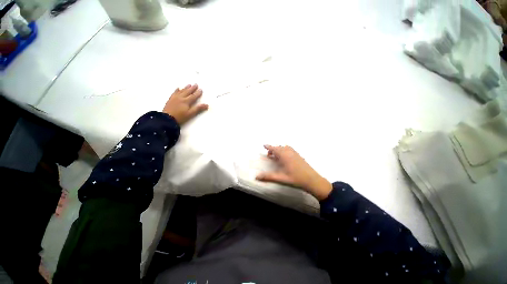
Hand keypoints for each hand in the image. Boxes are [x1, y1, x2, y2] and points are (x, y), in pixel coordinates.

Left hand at [163, 84, 208, 124]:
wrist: (167, 119)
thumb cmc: (181, 117)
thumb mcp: (191, 114)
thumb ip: (198, 109)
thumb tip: (207, 105)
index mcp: (186, 101)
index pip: (193, 96)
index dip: (198, 93)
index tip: (201, 89)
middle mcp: (181, 98)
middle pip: (187, 92)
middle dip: (192, 88)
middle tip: (196, 84)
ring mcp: (175, 98)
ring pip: (181, 91)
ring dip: (186, 88)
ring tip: (189, 84)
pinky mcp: (170, 99)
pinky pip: (174, 93)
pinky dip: (177, 90)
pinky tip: (178, 88)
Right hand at [256, 145, 332, 200]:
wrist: (312, 180)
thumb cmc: (296, 179)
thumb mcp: (281, 178)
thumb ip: (268, 177)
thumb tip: (256, 177)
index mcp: (284, 156)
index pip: (274, 149)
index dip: (269, 147)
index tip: (264, 145)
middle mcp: (289, 152)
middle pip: (279, 147)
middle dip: (273, 149)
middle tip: (269, 155)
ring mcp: (295, 153)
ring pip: (285, 148)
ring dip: (279, 149)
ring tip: (276, 156)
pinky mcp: (299, 156)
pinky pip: (290, 149)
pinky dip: (285, 150)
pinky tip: (285, 157)